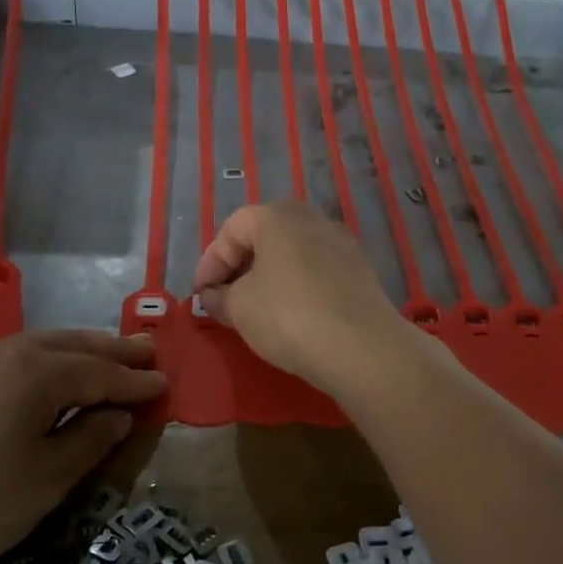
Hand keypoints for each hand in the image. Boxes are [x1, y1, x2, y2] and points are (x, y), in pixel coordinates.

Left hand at [0, 331, 165, 563]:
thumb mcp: (45, 481)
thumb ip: (89, 440)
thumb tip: (116, 415)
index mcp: (35, 373)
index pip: (100, 373)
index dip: (135, 382)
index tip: (165, 383)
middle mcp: (3, 352)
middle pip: (71, 345)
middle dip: (111, 350)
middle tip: (146, 351)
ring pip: (39, 344)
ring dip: (78, 349)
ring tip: (108, 355)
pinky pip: (12, 355)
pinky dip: (45, 359)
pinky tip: (50, 372)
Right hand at [192, 202, 411, 393]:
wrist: (362, 347)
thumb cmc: (289, 316)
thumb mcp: (239, 308)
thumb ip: (219, 297)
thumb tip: (213, 296)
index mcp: (278, 216)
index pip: (231, 229)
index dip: (209, 263)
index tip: (201, 296)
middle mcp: (313, 219)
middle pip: (264, 237)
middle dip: (239, 268)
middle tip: (225, 300)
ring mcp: (342, 244)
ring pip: (293, 255)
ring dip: (269, 279)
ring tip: (256, 312)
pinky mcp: (361, 272)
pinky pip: (317, 273)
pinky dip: (297, 289)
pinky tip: (292, 318)